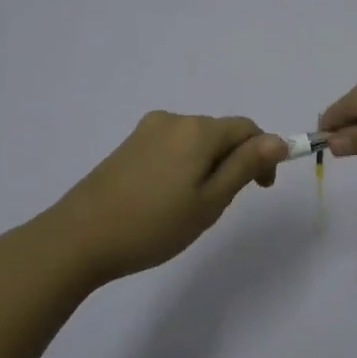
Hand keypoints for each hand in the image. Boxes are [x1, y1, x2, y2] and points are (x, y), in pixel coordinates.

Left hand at [44, 113, 288, 285]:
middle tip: (221, 206)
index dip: (262, 155)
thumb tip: (278, 139)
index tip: (260, 189)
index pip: (247, 128)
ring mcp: (147, 130)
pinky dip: (183, 165)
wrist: (79, 238)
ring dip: (207, 165)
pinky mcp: (128, 145)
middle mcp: (173, 120)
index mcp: (198, 130)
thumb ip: (245, 167)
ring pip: (195, 141)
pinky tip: (167, 198)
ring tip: (192, 206)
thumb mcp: (210, 201)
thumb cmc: (153, 225)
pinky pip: (171, 147)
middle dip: (233, 161)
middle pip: (220, 132)